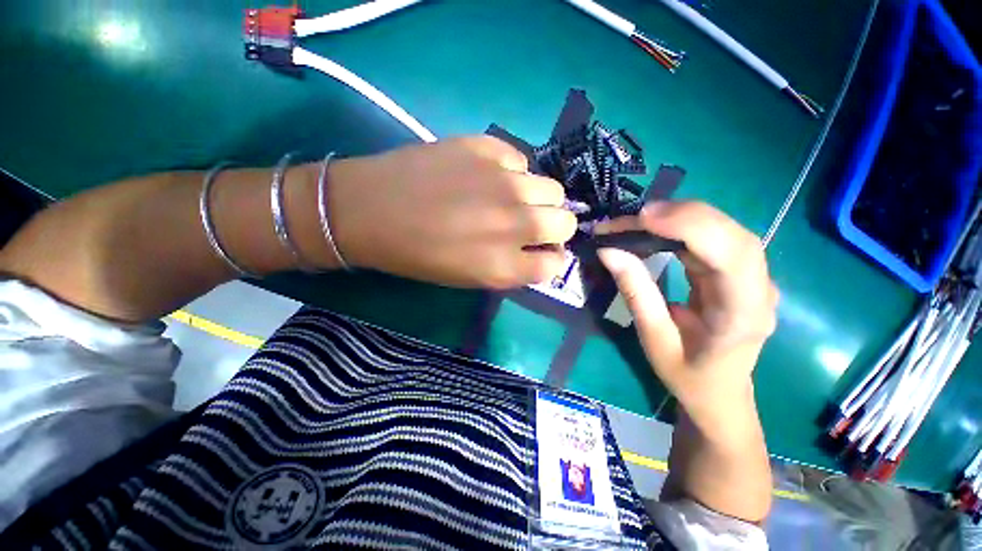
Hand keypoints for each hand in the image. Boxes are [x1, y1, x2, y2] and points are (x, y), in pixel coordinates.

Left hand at [327, 136, 576, 287]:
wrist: (370, 209)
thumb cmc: (417, 255)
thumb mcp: (468, 278)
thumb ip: (511, 267)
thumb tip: (538, 251)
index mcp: (504, 265)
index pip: (556, 264)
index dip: (551, 258)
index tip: (541, 252)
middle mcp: (514, 223)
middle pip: (565, 222)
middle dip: (553, 227)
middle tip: (530, 225)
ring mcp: (503, 181)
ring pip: (552, 188)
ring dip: (537, 198)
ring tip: (511, 198)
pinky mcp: (487, 148)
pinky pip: (520, 161)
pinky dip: (512, 172)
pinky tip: (487, 176)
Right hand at [595, 202, 778, 413]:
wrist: (720, 395)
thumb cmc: (689, 376)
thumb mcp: (654, 339)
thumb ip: (635, 292)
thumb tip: (608, 251)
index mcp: (744, 313)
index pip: (730, 254)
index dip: (689, 226)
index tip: (642, 219)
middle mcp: (758, 288)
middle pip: (730, 232)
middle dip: (679, 216)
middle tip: (631, 218)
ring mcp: (753, 277)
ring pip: (723, 229)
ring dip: (678, 218)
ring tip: (636, 222)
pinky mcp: (738, 272)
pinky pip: (713, 238)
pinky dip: (681, 227)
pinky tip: (655, 229)